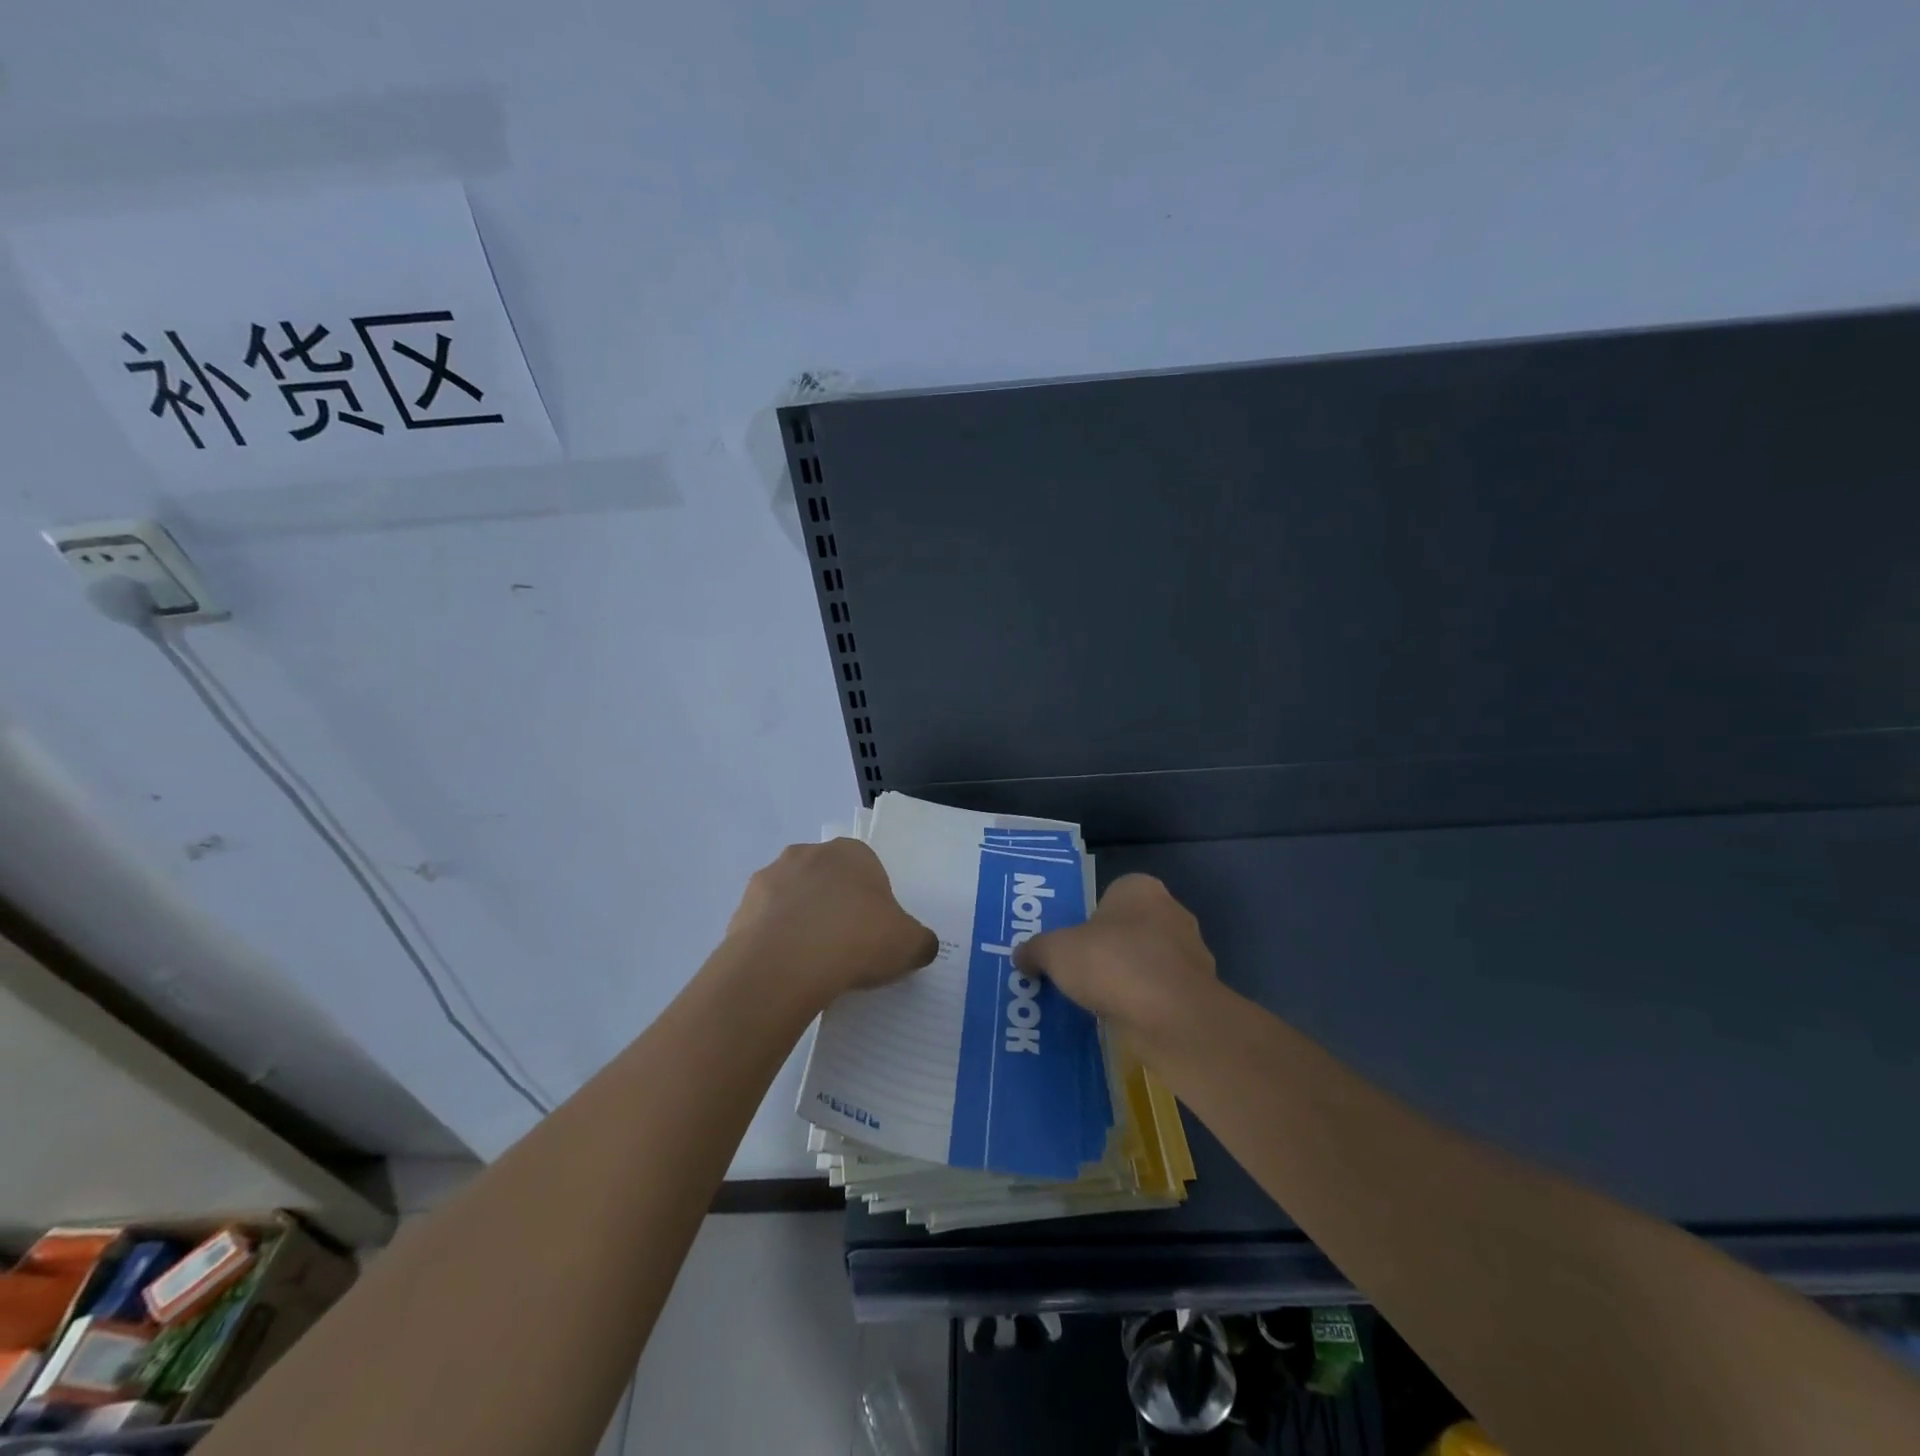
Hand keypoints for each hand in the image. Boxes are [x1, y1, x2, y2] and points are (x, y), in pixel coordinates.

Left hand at [726, 838, 938, 1005]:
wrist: (784, 965)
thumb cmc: (856, 940)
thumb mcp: (909, 944)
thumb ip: (920, 940)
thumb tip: (920, 945)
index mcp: (852, 852)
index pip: (868, 871)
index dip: (873, 904)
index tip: (874, 935)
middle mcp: (808, 854)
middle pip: (828, 881)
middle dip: (835, 908)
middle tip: (845, 949)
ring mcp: (770, 878)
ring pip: (794, 900)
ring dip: (802, 923)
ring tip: (813, 965)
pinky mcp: (741, 908)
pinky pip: (766, 925)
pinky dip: (776, 943)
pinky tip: (786, 972)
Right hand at [1013, 874, 1217, 1041]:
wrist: (1172, 1016)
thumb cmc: (1112, 963)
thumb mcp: (1055, 952)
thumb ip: (1035, 950)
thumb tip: (1021, 957)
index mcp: (1140, 889)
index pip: (1112, 895)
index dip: (1090, 919)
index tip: (1072, 945)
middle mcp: (1172, 912)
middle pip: (1131, 928)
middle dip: (1109, 949)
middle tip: (1080, 973)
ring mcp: (1191, 952)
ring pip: (1149, 961)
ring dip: (1129, 978)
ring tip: (1098, 1002)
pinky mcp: (1198, 991)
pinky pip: (1162, 993)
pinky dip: (1145, 1004)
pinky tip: (1124, 1020)